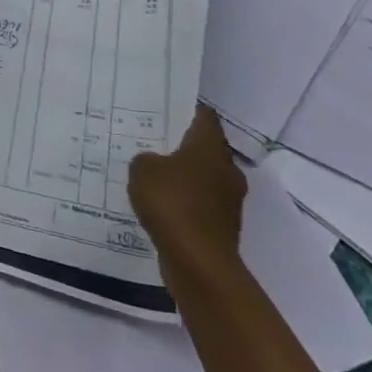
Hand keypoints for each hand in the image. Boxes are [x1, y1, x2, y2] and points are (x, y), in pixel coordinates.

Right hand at [127, 104, 246, 288]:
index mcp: (210, 147)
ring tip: (153, 177)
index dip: (186, 110)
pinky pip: (200, 206)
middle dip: (182, 147)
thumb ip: (145, 158)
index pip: (204, 117)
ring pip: (204, 179)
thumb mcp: (142, 169)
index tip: (164, 109)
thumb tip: (154, 163)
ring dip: (184, 178)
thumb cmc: (172, 203)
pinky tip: (161, 208)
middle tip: (153, 143)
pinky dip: (184, 204)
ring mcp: (229, 201)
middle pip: (205, 149)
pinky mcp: (222, 227)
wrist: (198, 262)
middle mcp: (227, 169)